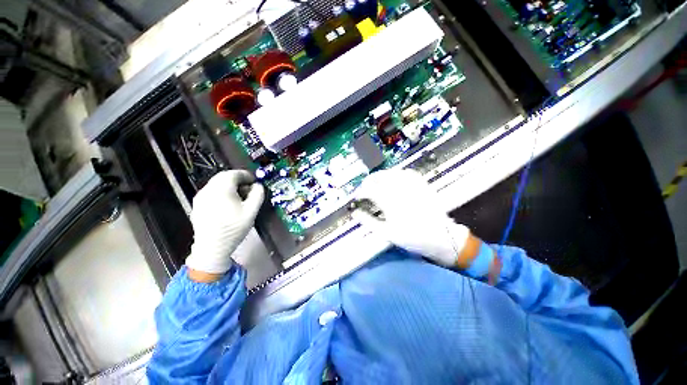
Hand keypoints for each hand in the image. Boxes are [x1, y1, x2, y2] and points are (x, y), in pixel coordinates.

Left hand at [185, 170, 264, 278]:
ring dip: (229, 185)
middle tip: (248, 188)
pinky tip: (228, 203)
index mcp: (221, 189)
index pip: (233, 174)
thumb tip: (258, 186)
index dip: (246, 175)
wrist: (212, 247)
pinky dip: (221, 192)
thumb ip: (257, 195)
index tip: (254, 181)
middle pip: (223, 177)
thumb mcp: (251, 211)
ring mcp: (200, 197)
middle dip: (238, 179)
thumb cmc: (234, 228)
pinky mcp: (197, 205)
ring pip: (216, 184)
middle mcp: (208, 190)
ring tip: (239, 196)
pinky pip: (211, 192)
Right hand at [355, 169, 497, 279]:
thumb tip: (355, 214)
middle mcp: (399, 190)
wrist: (441, 237)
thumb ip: (368, 222)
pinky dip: (397, 173)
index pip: (369, 190)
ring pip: (392, 172)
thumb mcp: (387, 233)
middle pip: (379, 177)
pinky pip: (407, 172)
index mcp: (390, 202)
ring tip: (377, 182)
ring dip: (381, 176)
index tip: (357, 196)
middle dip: (368, 181)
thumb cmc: (412, 237)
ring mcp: (411, 186)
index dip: (360, 192)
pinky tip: (395, 178)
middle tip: (365, 188)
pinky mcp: (422, 185)